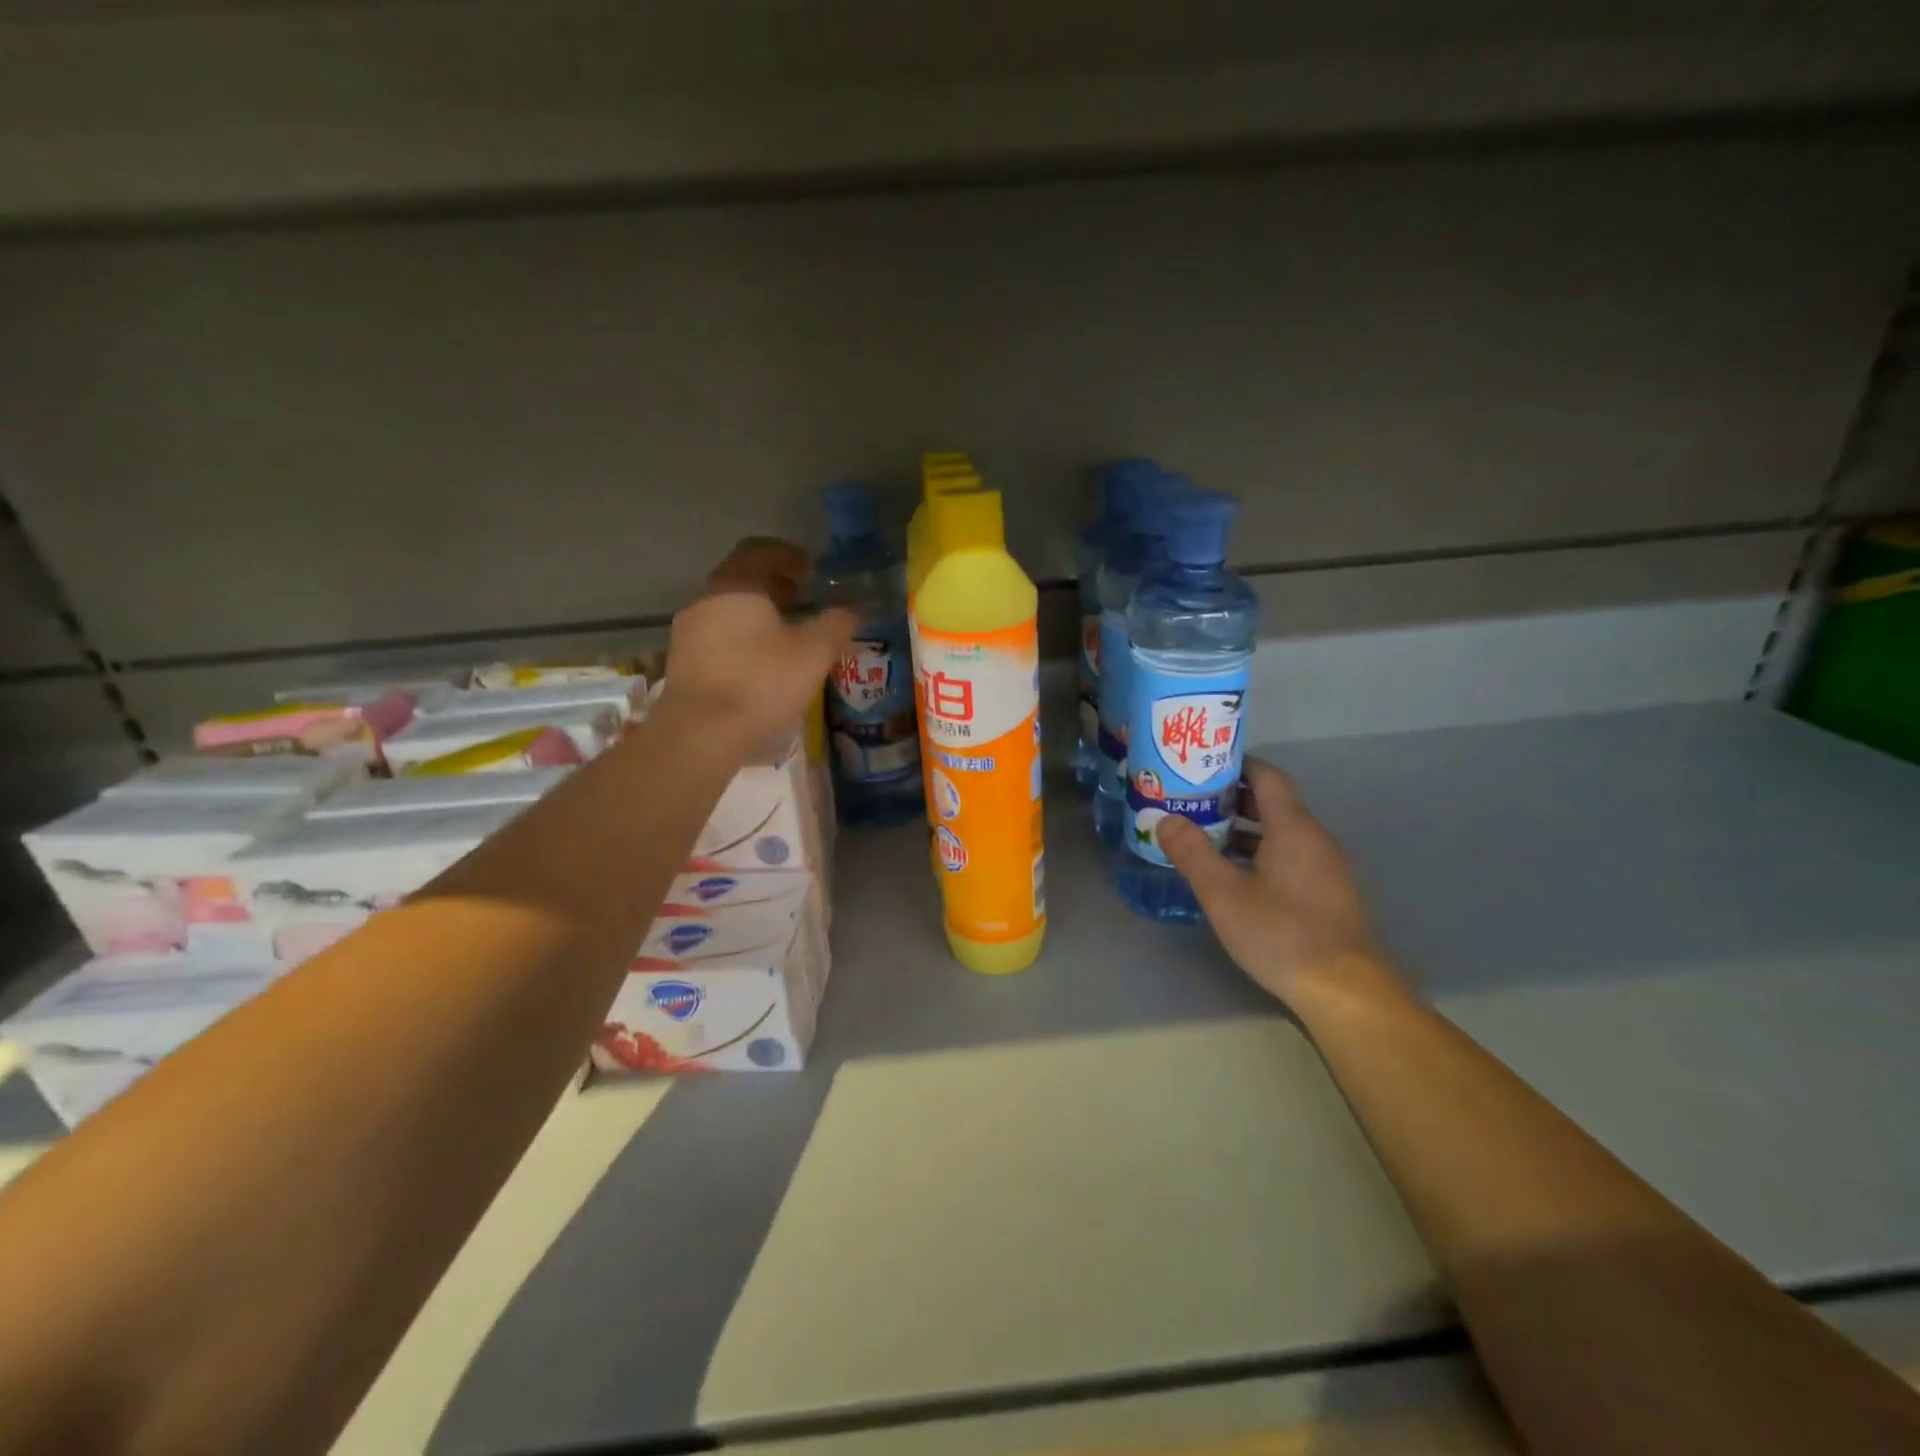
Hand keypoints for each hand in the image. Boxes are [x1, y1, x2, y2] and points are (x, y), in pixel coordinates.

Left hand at [660, 538, 856, 756]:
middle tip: (804, 602)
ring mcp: (688, 633)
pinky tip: (761, 665)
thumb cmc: (761, 682)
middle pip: (742, 580)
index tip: (810, 569)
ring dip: (758, 616)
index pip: (759, 551)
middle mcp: (706, 601)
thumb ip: (836, 624)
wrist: (701, 733)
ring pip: (729, 611)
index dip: (787, 554)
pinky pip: (717, 638)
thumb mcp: (813, 653)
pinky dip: (742, 640)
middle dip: (775, 587)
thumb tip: (853, 608)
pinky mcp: (682, 664)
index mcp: (736, 586)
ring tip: (787, 638)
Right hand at [1156, 758, 1400, 1010]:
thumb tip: (1164, 819)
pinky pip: (1287, 855)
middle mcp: (1314, 838)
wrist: (1345, 991)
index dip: (1236, 764)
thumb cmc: (1282, 933)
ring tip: (1201, 833)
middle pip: (1272, 802)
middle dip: (1230, 797)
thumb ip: (1192, 853)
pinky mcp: (1326, 893)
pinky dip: (1257, 852)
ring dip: (1242, 827)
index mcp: (1293, 827)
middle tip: (1189, 799)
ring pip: (1278, 832)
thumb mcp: (1224, 893)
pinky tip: (1231, 873)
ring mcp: (1324, 867)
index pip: (1267, 776)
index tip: (1200, 764)